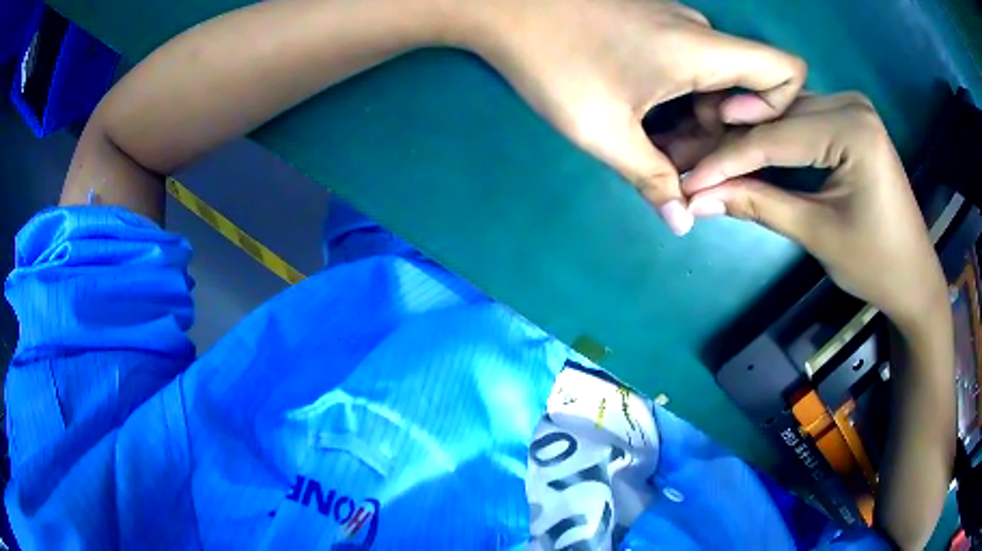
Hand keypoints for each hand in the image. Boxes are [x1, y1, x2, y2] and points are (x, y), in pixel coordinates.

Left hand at [458, 0, 805, 234]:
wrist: (505, 9)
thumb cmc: (554, 62)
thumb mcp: (604, 129)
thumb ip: (651, 178)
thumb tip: (682, 223)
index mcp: (703, 50)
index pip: (785, 69)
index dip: (776, 107)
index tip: (730, 128)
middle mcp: (700, 32)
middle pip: (747, 86)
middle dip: (722, 131)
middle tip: (675, 160)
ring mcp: (676, 24)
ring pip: (715, 78)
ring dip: (697, 118)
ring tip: (651, 144)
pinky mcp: (654, 22)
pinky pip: (690, 64)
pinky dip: (681, 95)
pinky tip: (643, 115)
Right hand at [683, 93, 947, 331]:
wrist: (913, 277)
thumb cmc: (875, 264)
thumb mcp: (817, 234)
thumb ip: (759, 205)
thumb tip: (697, 199)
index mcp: (852, 129)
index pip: (775, 138)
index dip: (725, 161)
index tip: (684, 181)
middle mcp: (849, 103)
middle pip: (777, 120)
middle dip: (732, 147)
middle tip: (688, 165)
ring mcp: (850, 107)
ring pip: (784, 117)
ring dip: (748, 140)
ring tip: (708, 159)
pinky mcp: (849, 120)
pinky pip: (800, 122)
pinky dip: (773, 140)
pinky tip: (745, 151)